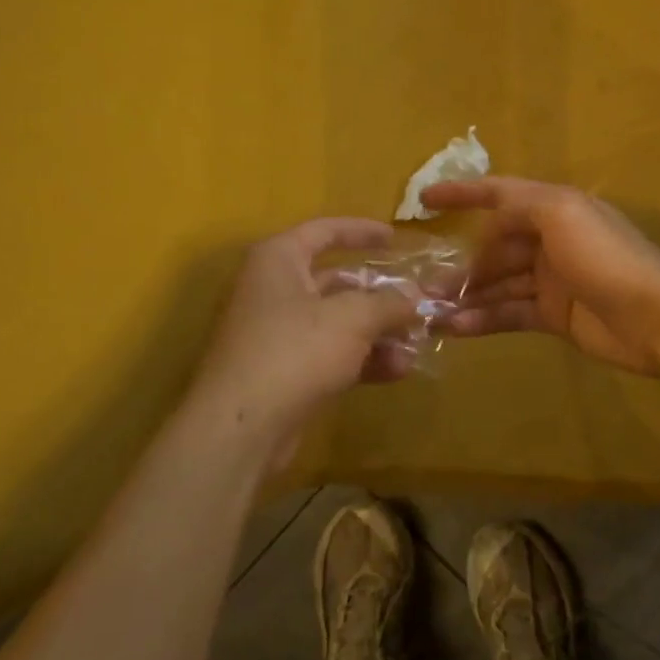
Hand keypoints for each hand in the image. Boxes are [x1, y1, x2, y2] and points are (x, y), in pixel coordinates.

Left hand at [191, 219, 420, 457]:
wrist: (240, 429)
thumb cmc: (294, 350)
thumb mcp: (352, 318)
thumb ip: (389, 303)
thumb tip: (416, 297)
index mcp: (279, 259)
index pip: (325, 231)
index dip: (362, 231)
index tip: (396, 237)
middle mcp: (274, 290)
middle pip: (337, 281)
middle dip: (382, 295)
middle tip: (419, 300)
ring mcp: (277, 333)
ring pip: (338, 322)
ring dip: (379, 332)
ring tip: (418, 343)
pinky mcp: (284, 372)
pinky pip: (331, 354)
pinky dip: (363, 359)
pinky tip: (399, 370)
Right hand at [422, 177, 659, 376]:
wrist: (656, 319)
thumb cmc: (606, 257)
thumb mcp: (561, 213)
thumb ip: (520, 207)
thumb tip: (488, 223)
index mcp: (554, 207)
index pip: (500, 192)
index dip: (462, 192)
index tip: (423, 200)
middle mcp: (550, 239)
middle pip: (495, 245)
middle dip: (462, 262)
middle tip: (425, 284)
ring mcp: (552, 279)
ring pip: (499, 282)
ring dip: (467, 294)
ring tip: (431, 311)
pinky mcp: (555, 315)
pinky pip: (510, 312)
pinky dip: (484, 318)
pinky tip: (457, 328)